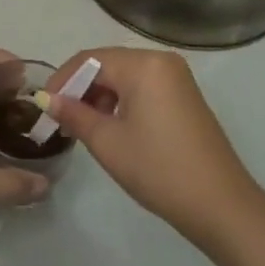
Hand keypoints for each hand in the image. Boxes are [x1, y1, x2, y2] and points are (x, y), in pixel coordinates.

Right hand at [45, 46, 264, 249]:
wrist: (221, 206)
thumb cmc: (159, 169)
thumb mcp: (108, 142)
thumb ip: (74, 114)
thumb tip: (47, 99)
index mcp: (143, 64)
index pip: (90, 60)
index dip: (62, 80)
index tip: (44, 107)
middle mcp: (161, 61)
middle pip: (108, 64)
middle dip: (80, 88)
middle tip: (60, 118)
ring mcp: (177, 78)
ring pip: (125, 76)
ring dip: (100, 96)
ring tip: (83, 126)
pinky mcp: (184, 97)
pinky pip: (143, 87)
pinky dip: (122, 101)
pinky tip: (111, 127)